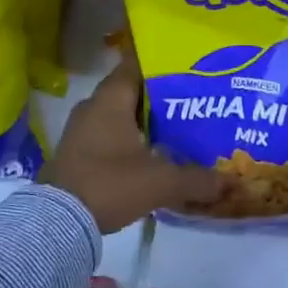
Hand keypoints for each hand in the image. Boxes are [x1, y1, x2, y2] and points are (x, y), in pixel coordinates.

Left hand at [43, 55, 220, 234]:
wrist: (57, 223)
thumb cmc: (110, 184)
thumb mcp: (161, 182)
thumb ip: (197, 179)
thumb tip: (230, 182)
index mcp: (111, 98)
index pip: (137, 65)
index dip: (163, 64)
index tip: (189, 67)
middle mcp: (93, 105)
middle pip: (131, 90)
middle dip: (159, 96)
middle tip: (192, 100)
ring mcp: (81, 129)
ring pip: (119, 114)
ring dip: (143, 120)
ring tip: (177, 127)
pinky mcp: (76, 152)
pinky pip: (108, 134)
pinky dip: (129, 139)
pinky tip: (151, 153)